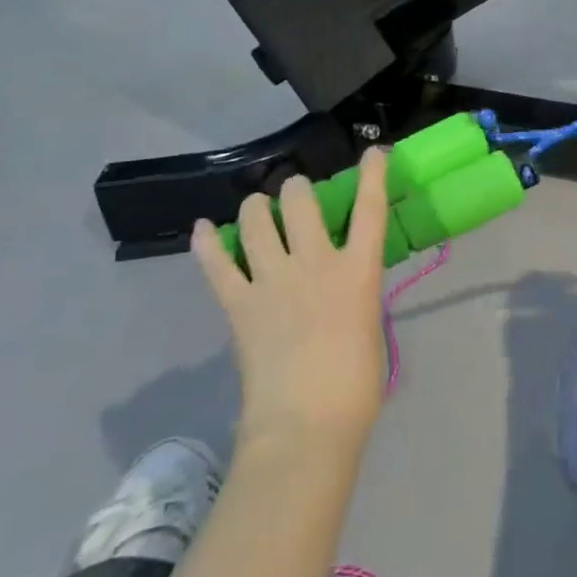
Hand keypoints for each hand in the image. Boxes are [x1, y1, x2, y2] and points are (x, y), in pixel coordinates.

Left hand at [191, 148, 390, 444]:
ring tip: (258, 206)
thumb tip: (341, 290)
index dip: (373, 175)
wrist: (306, 424)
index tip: (374, 151)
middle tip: (296, 193)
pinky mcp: (239, 304)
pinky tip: (203, 229)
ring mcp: (273, 281)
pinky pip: (217, 264)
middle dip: (297, 189)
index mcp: (358, 271)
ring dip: (257, 206)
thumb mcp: (369, 326)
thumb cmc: (355, 385)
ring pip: (257, 222)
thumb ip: (355, 296)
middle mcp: (315, 263)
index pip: (370, 209)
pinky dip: (208, 243)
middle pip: (301, 203)